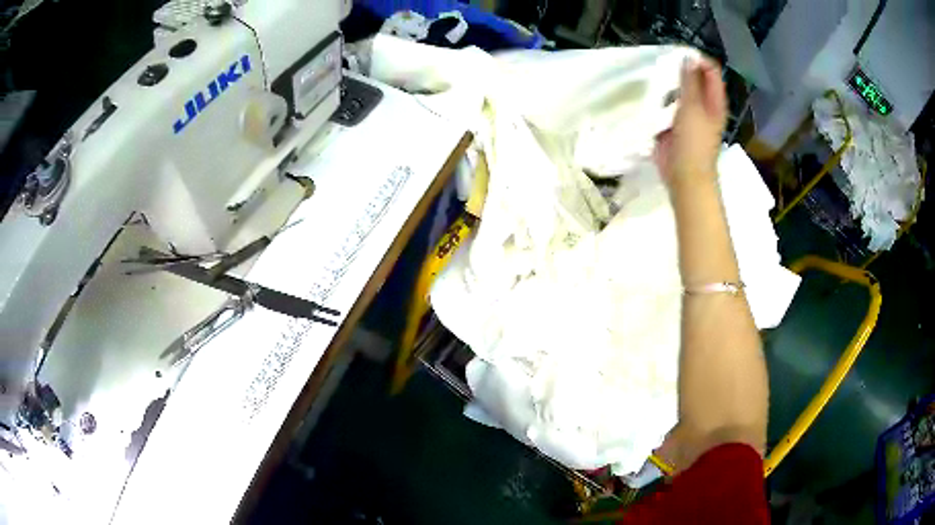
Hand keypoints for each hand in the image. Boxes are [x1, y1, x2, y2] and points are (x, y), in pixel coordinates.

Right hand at [654, 57, 726, 192]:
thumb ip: (689, 81)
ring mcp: (690, 114)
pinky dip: (662, 97)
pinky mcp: (676, 123)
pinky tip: (651, 93)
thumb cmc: (693, 142)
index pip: (710, 70)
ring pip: (680, 90)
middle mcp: (705, 104)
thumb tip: (688, 57)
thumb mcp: (692, 107)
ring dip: (669, 83)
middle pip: (695, 78)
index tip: (677, 56)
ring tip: (655, 77)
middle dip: (680, 69)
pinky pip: (669, 103)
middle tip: (663, 66)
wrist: (684, 176)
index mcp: (715, 100)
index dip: (696, 59)